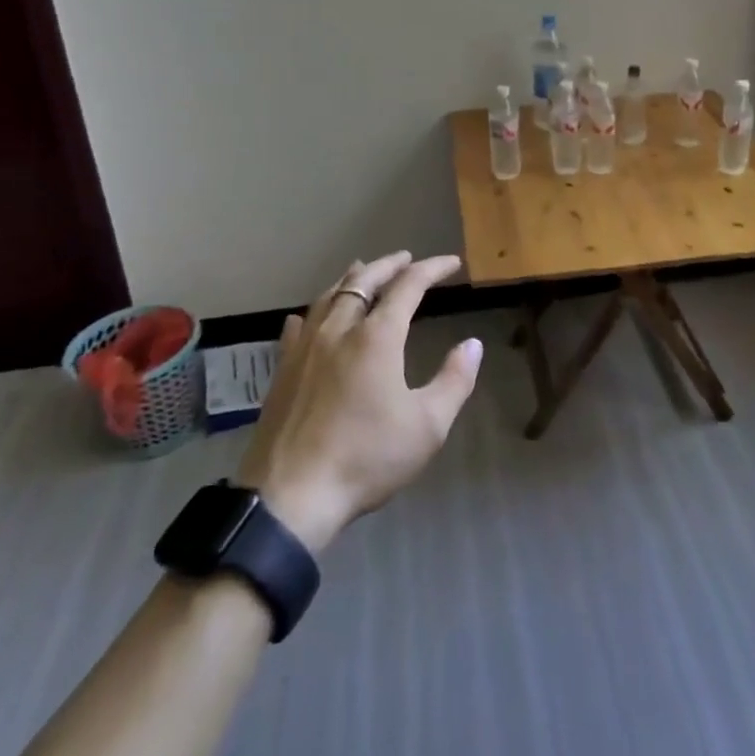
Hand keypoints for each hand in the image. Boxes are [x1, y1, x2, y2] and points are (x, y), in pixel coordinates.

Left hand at [237, 251, 480, 555]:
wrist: (291, 497)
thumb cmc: (367, 458)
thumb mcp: (427, 426)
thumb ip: (455, 380)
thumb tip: (473, 344)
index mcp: (377, 337)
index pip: (408, 286)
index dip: (432, 269)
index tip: (452, 263)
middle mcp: (339, 330)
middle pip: (364, 280)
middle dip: (389, 265)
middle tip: (407, 258)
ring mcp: (304, 348)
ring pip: (329, 296)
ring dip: (352, 279)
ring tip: (363, 271)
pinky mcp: (281, 371)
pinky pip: (299, 326)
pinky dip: (314, 311)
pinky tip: (310, 316)